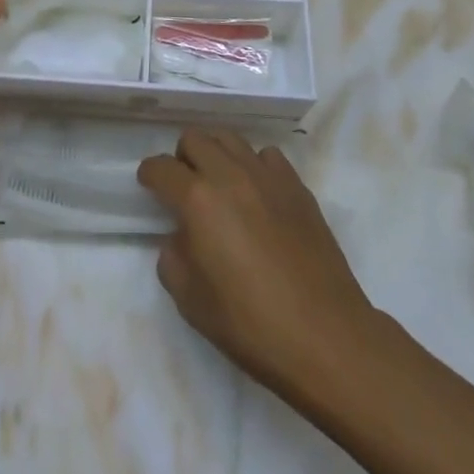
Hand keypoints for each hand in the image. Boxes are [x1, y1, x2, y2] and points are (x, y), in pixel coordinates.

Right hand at [138, 131, 377, 398]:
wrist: (325, 335)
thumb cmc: (251, 325)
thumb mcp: (191, 302)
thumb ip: (173, 258)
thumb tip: (180, 237)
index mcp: (198, 200)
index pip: (161, 168)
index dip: (150, 174)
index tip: (149, 185)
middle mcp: (230, 174)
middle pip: (195, 138)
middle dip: (182, 158)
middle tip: (184, 187)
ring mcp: (267, 175)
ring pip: (230, 138)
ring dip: (216, 154)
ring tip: (219, 184)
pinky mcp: (297, 185)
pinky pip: (266, 155)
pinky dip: (253, 165)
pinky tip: (256, 194)